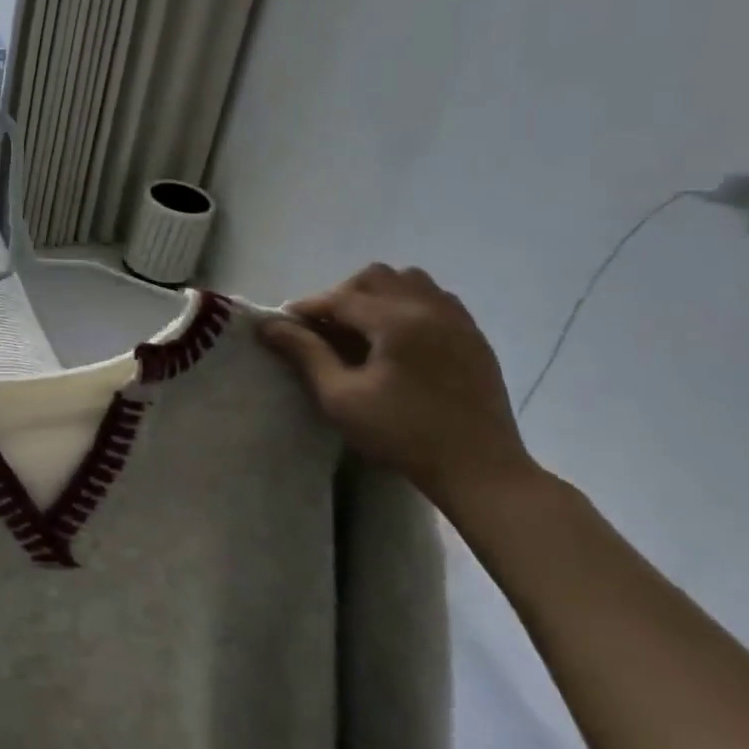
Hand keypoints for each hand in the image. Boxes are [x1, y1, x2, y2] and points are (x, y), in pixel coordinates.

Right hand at [257, 264, 535, 506]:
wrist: (479, 470)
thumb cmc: (402, 435)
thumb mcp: (341, 397)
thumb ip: (305, 353)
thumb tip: (269, 324)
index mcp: (397, 321)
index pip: (341, 298)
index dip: (307, 307)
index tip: (284, 324)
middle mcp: (430, 309)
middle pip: (376, 277)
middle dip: (343, 295)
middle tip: (326, 329)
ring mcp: (458, 320)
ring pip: (409, 281)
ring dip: (378, 295)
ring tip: (362, 328)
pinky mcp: (474, 337)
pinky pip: (436, 299)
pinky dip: (409, 304)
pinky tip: (397, 337)